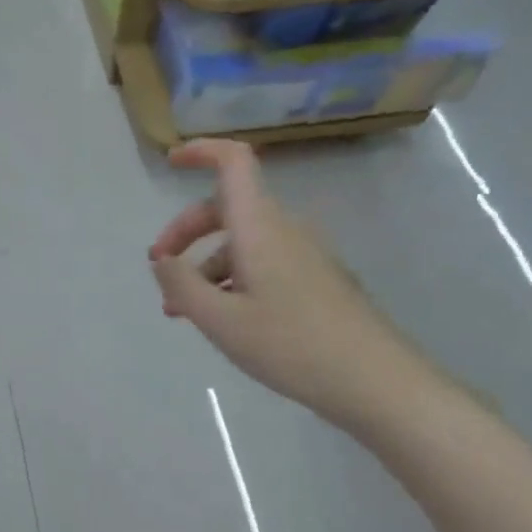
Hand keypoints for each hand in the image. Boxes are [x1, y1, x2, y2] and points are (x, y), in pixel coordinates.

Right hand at [148, 139, 429, 426]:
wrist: (371, 379)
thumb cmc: (290, 344)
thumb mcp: (220, 320)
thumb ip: (181, 285)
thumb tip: (161, 262)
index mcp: (260, 227)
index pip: (234, 163)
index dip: (202, 151)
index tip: (170, 163)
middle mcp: (284, 230)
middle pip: (228, 208)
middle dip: (186, 232)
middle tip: (160, 268)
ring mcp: (303, 255)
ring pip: (242, 242)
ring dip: (206, 265)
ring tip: (181, 310)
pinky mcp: (314, 280)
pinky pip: (262, 264)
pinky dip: (231, 279)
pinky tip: (221, 318)